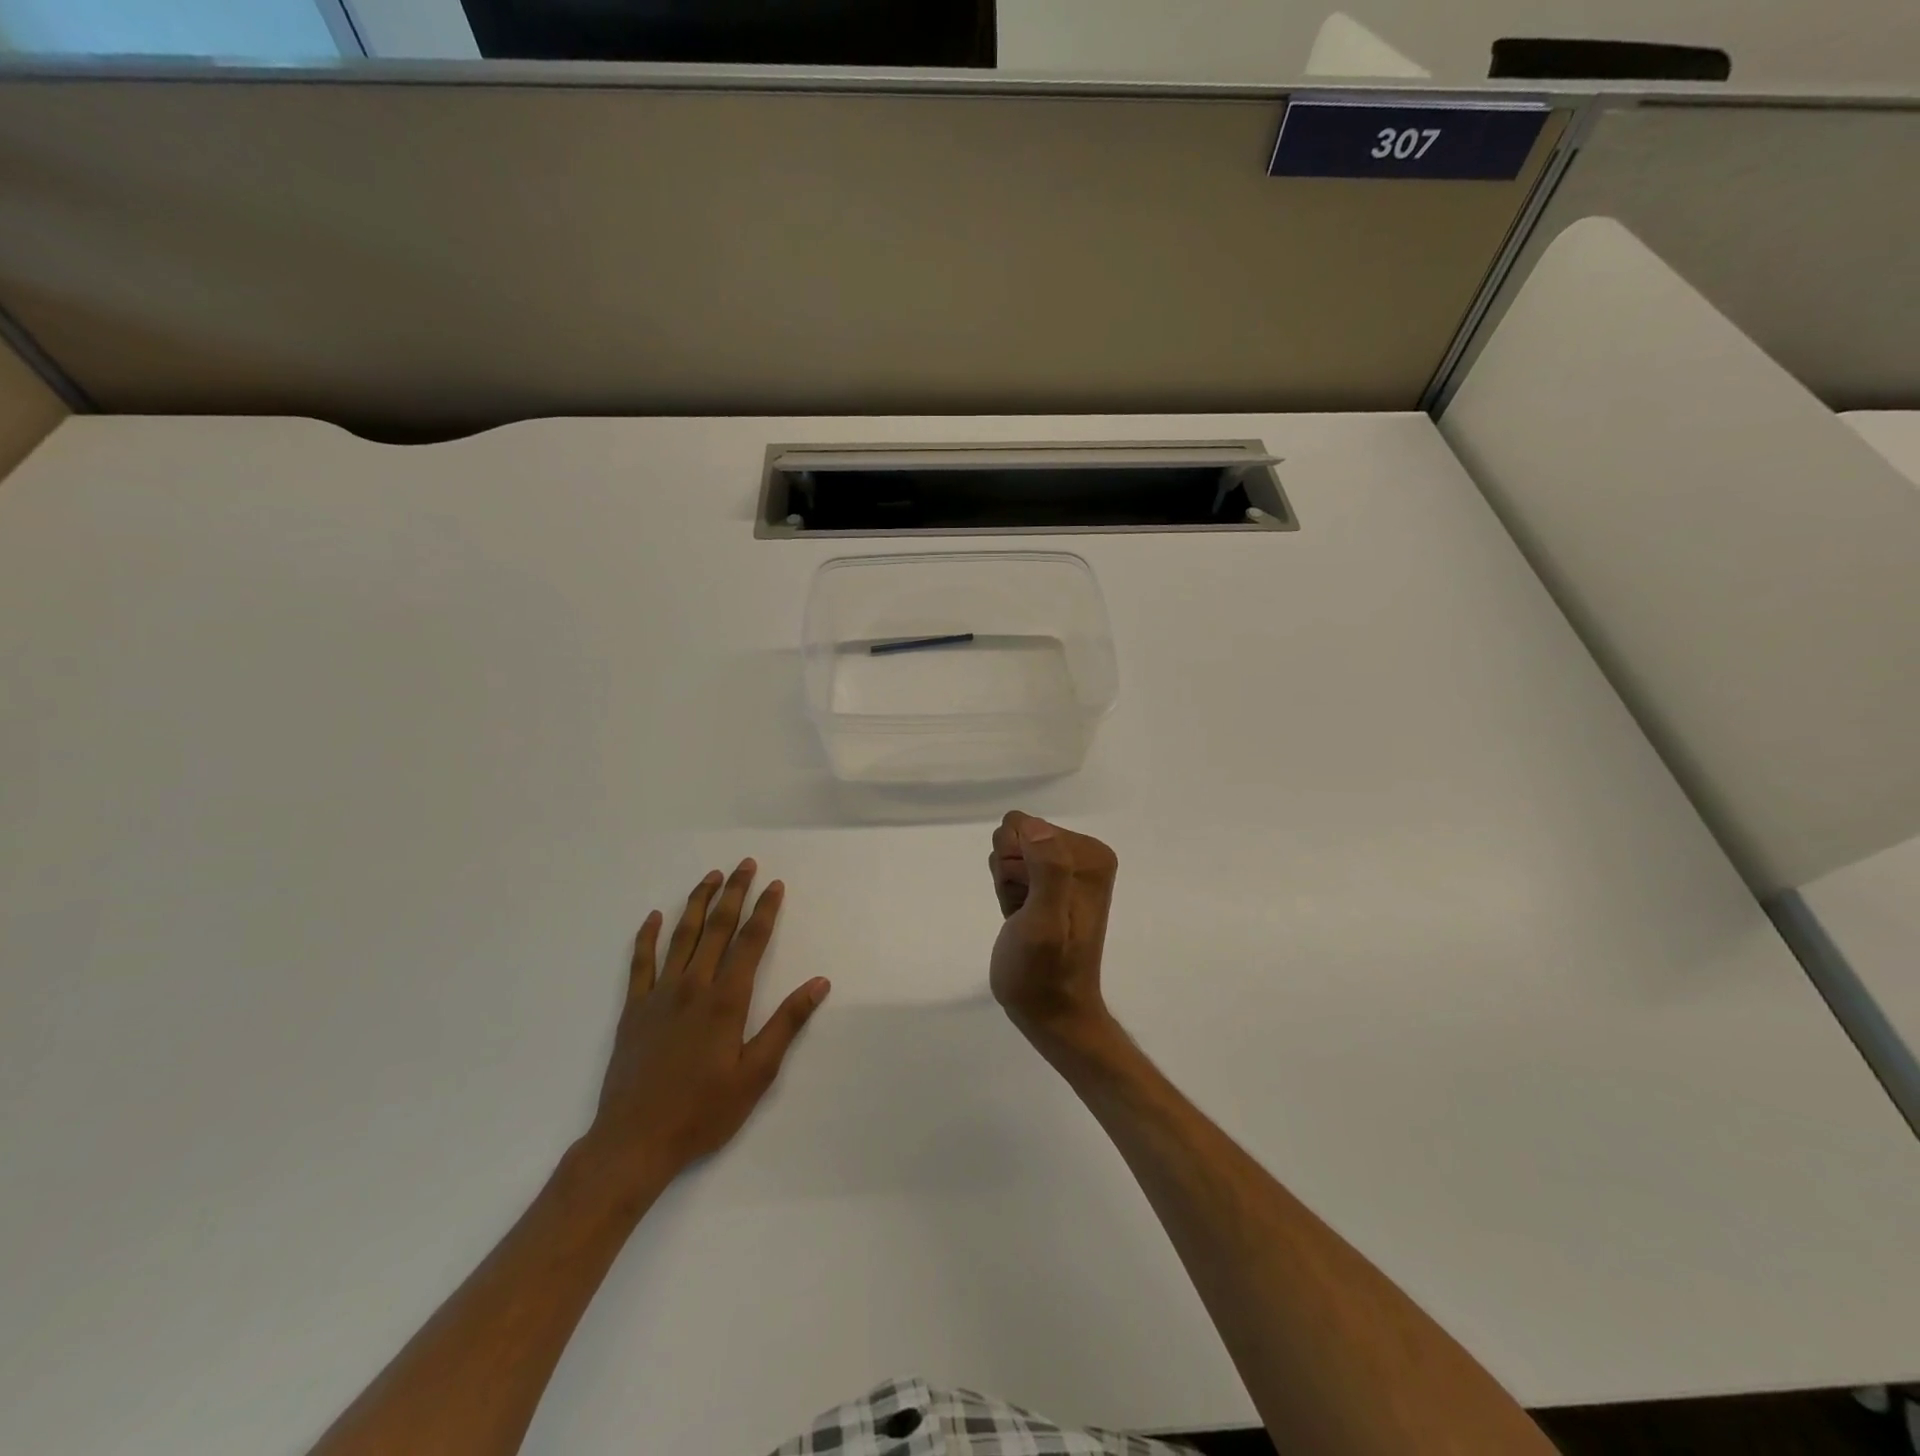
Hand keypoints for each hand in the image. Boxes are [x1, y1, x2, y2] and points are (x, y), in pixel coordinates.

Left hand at [588, 859, 829, 1179]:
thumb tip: (819, 983)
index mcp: (726, 1000)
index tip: (775, 885)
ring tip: (710, 876)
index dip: (765, 911)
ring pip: (681, 936)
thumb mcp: (757, 1074)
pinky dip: (647, 936)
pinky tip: (653, 917)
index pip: (751, 942)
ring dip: (697, 902)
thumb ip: (786, 1024)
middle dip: (734, 893)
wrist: (634, 1142)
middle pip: (716, 928)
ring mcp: (659, 994)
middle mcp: (693, 986)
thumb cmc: (703, 1111)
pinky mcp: (633, 1009)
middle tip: (745, 865)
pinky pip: (640, 962)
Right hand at [988, 811, 1119, 1054]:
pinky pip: (1011, 869)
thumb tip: (1036, 828)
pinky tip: (1020, 918)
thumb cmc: (1044, 973)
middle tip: (1024, 912)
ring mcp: (1066, 870)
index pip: (1024, 825)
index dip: (1014, 864)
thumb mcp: (1044, 924)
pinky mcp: (1050, 885)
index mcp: (1090, 855)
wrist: (1052, 1015)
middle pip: (1016, 836)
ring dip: (1008, 886)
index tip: (1027, 899)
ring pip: (1010, 853)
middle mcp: (1083, 855)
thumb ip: (1047, 871)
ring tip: (1023, 918)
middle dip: (1010, 873)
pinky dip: (1009, 894)